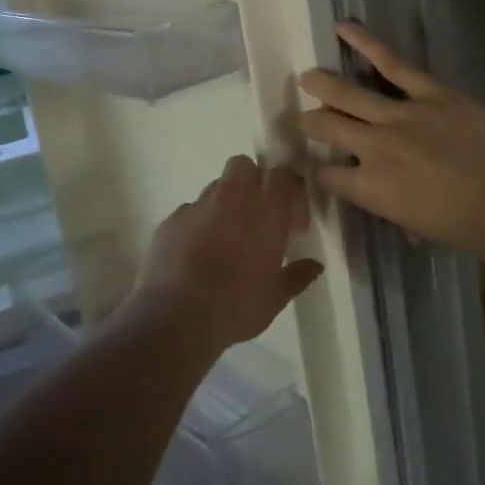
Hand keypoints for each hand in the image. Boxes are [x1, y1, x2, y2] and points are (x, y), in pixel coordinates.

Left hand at [136, 155, 325, 349]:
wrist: (175, 318)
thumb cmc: (236, 306)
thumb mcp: (275, 297)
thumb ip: (297, 275)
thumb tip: (314, 266)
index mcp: (265, 211)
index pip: (285, 177)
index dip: (292, 194)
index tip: (293, 225)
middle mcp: (231, 198)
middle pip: (244, 166)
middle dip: (253, 182)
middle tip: (258, 217)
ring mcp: (197, 207)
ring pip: (215, 188)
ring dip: (226, 204)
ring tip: (226, 239)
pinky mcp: (170, 221)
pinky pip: (190, 212)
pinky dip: (198, 225)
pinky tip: (197, 254)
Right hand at [298, 22, 484, 265]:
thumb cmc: (472, 227)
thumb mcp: (420, 227)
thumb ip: (393, 206)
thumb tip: (388, 196)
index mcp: (370, 189)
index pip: (327, 174)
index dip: (320, 169)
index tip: (322, 166)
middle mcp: (373, 148)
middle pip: (326, 127)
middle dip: (311, 122)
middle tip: (306, 118)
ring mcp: (399, 115)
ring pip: (346, 92)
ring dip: (321, 83)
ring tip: (308, 77)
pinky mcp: (429, 92)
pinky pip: (390, 62)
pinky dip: (364, 41)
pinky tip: (344, 27)